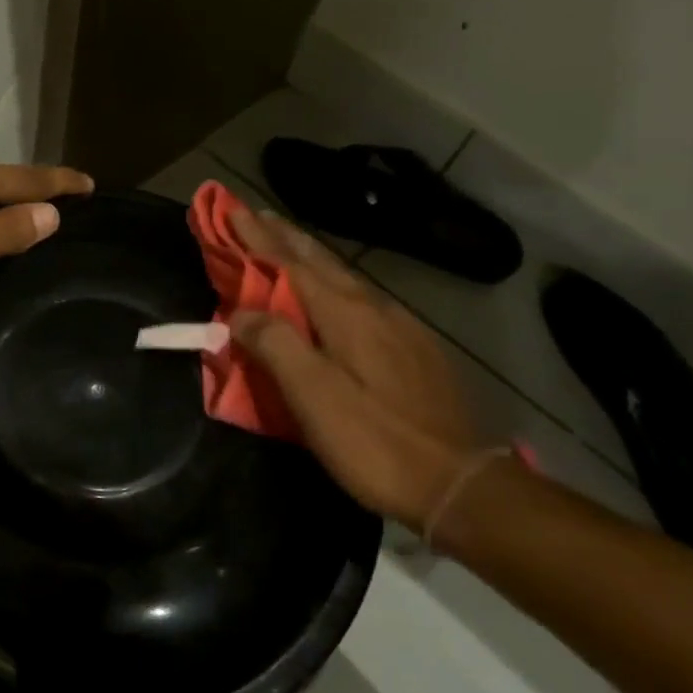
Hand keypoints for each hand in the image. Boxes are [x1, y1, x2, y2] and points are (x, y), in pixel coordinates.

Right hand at [226, 206, 480, 530]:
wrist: (460, 484)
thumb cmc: (375, 442)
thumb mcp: (314, 397)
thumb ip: (275, 346)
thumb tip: (240, 313)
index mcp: (346, 315)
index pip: (291, 264)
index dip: (258, 238)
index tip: (232, 208)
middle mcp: (375, 309)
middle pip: (322, 262)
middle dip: (285, 237)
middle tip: (256, 215)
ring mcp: (402, 328)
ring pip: (346, 278)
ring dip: (310, 257)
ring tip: (288, 244)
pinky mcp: (417, 350)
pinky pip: (364, 300)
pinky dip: (336, 284)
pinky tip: (338, 295)